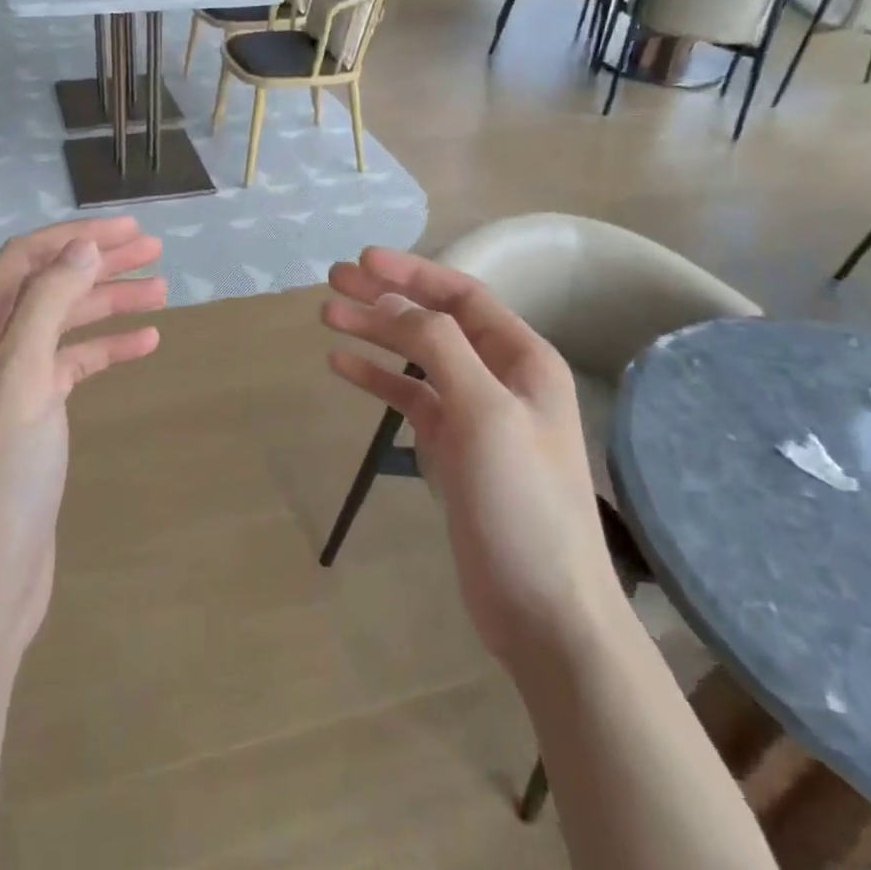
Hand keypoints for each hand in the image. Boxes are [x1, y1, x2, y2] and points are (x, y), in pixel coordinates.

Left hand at [0, 218, 164, 650]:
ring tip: (161, 289)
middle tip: (154, 250)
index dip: (76, 237)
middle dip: (98, 263)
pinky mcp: (32, 416)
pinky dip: (107, 349)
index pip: (25, 261)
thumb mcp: (20, 380)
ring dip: (108, 303)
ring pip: (63, 323)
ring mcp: (8, 384)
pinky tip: (145, 342)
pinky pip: (72, 365)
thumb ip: (47, 304)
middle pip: (46, 286)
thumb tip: (81, 246)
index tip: (130, 229)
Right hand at [322, 247, 617, 669]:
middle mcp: (500, 377)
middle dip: (385, 298)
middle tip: (333, 281)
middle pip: (434, 321)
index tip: (362, 260)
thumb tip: (394, 304)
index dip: (412, 273)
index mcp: (523, 359)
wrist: (543, 609)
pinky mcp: (453, 449)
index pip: (461, 295)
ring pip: (417, 358)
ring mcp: (475, 414)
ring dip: (375, 334)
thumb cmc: (521, 501)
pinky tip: (342, 365)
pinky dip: (378, 379)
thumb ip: (439, 348)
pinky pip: (410, 399)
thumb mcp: (483, 411)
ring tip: (327, 316)